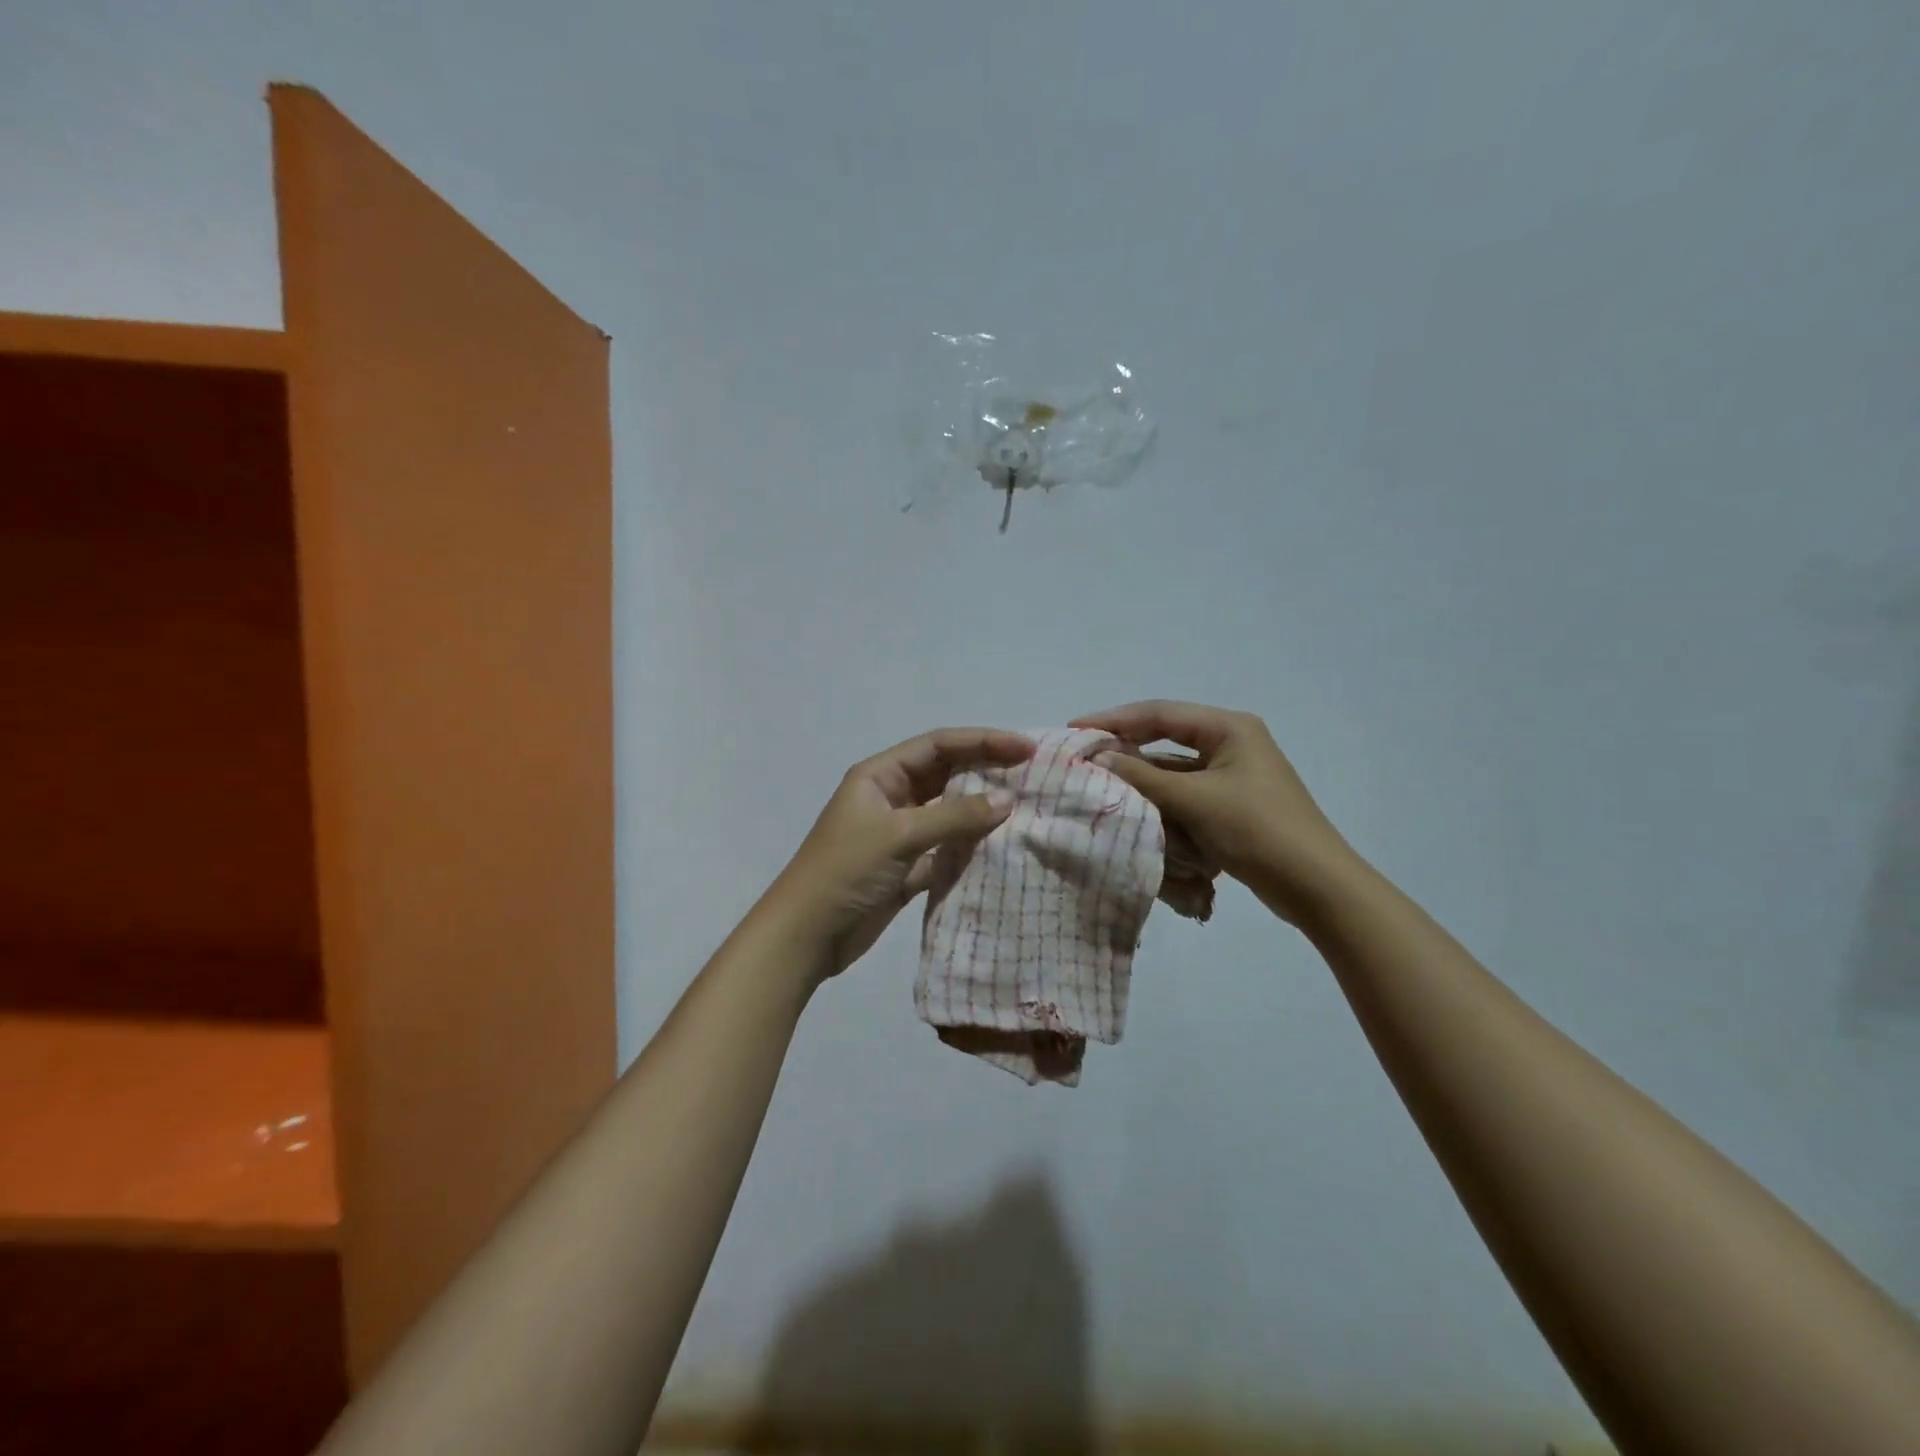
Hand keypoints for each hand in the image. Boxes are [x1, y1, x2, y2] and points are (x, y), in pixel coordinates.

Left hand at [765, 728, 1035, 979]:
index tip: (1025, 749)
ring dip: (981, 810)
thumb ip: (954, 816)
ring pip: (949, 812)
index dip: (982, 741)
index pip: (939, 745)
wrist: (806, 936)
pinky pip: (946, 849)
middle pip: (946, 775)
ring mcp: (899, 834)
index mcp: (880, 776)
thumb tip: (1007, 800)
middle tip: (1033, 776)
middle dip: (986, 771)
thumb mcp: (898, 835)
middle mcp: (891, 798)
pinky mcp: (906, 868)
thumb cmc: (845, 872)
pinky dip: (970, 848)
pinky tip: (1001, 849)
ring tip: (1026, 809)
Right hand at [1070, 701, 1353, 923]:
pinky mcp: (1231, 808)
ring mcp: (1232, 778)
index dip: (1114, 720)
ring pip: (1173, 774)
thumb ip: (1142, 777)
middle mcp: (1231, 745)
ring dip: (1144, 786)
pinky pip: (1186, 799)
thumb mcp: (1194, 800)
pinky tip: (1138, 819)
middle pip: (1165, 742)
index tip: (1075, 731)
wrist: (1316, 887)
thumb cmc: (1257, 830)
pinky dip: (1163, 808)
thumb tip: (1097, 757)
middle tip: (1084, 761)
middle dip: (1127, 755)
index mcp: (1229, 728)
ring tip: (1103, 792)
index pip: (1160, 714)